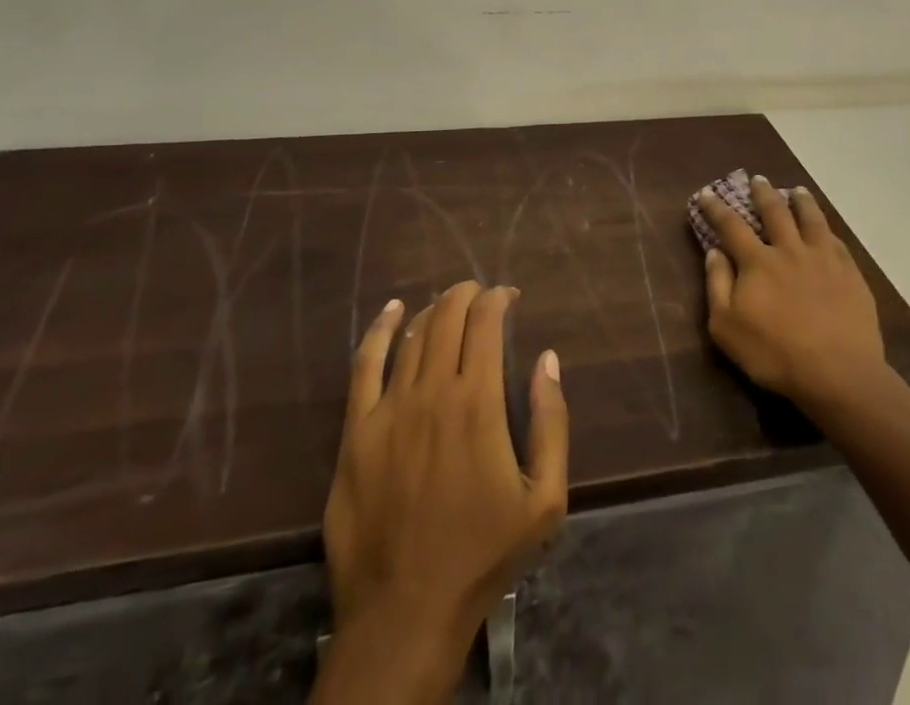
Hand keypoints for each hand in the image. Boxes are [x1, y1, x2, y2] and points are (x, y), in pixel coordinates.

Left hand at [322, 282, 567, 669]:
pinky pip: (364, 366)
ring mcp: (389, 410)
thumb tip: (547, 359)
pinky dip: (379, 331)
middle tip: (481, 294)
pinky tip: (392, 312)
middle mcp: (432, 392)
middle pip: (448, 318)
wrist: (406, 614)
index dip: (498, 298)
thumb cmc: (482, 555)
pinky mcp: (356, 433)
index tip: (509, 297)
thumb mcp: (544, 500)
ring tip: (449, 304)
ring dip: (434, 310)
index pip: (485, 323)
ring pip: (412, 336)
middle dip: (467, 294)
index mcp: (478, 402)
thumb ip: (552, 422)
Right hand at [692, 177, 886, 409]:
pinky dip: (825, 227)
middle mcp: (789, 249)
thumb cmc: (774, 354)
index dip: (716, 207)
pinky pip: (835, 239)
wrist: (838, 372)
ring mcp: (822, 257)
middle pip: (774, 211)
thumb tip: (714, 250)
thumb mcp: (726, 327)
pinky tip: (825, 227)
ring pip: (810, 218)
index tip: (706, 192)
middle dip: (762, 193)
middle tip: (758, 179)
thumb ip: (717, 284)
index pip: (731, 225)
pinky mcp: (849, 272)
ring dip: (800, 200)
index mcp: (757, 261)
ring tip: (796, 190)